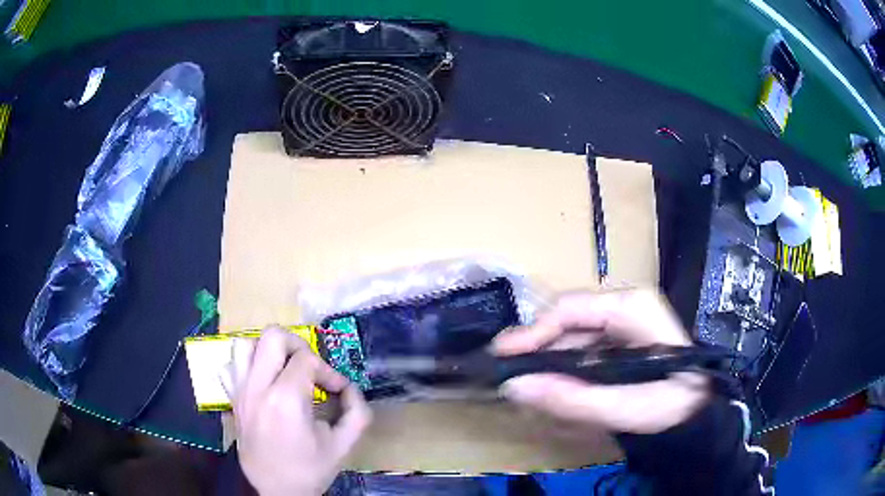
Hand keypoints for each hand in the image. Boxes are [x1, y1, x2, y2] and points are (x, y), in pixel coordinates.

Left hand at [224, 327, 371, 495]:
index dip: (328, 371)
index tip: (338, 390)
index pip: (307, 360)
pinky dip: (246, 366)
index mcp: (285, 400)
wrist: (277, 492)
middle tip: (310, 368)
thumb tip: (350, 388)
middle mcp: (257, 388)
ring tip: (284, 370)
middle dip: (298, 345)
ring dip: (268, 351)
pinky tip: (261, 381)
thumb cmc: (310, 470)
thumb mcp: (343, 445)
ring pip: (244, 344)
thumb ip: (357, 412)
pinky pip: (230, 367)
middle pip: (273, 337)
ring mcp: (240, 392)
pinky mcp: (232, 400)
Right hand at [493, 289, 709, 434]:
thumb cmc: (672, 404)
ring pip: (571, 337)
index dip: (532, 332)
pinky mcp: (618, 339)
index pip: (569, 309)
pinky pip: (581, 350)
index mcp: (630, 307)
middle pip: (566, 321)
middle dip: (537, 351)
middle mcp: (624, 305)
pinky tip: (555, 389)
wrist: (697, 410)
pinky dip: (564, 370)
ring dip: (548, 364)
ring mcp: (621, 321)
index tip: (501, 356)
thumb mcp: (625, 407)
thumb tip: (514, 387)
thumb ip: (572, 399)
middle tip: (508, 377)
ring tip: (527, 389)